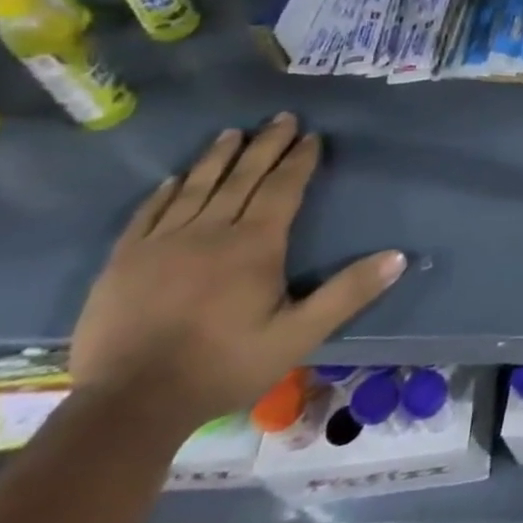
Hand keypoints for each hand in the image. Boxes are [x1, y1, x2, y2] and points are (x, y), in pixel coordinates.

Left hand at [70, 115, 404, 434]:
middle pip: (242, 176)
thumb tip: (398, 257)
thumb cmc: (222, 366)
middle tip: (281, 117)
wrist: (128, 405)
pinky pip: (148, 213)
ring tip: (232, 133)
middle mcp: (210, 231)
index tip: (312, 136)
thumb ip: (347, 293)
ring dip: (217, 157)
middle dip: (266, 144)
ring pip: (196, 186)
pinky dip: (165, 192)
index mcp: (254, 245)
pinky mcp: (123, 261)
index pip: (283, 188)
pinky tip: (173, 179)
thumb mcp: (298, 336)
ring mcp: (162, 243)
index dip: (299, 159)